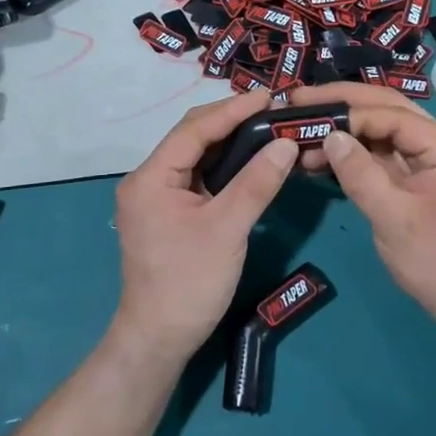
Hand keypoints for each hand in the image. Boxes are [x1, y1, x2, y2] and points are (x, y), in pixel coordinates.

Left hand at [112, 90, 298, 364]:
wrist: (160, 339)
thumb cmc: (190, 282)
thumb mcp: (228, 229)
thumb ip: (257, 182)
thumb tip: (286, 143)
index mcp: (151, 177)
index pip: (194, 130)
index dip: (232, 110)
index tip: (269, 96)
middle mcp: (148, 180)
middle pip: (192, 138)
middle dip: (231, 121)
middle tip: (272, 109)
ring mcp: (157, 197)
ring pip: (196, 157)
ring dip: (229, 142)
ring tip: (266, 127)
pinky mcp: (169, 213)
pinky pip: (199, 177)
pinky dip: (224, 166)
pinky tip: (250, 160)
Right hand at [288, 84, 435, 333]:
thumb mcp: (393, 220)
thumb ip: (360, 175)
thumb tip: (329, 136)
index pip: (394, 116)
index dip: (351, 113)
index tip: (308, 114)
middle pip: (390, 110)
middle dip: (345, 103)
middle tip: (300, 99)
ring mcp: (431, 161)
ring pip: (384, 129)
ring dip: (346, 128)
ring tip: (303, 130)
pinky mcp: (418, 177)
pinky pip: (383, 153)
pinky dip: (354, 152)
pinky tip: (322, 155)